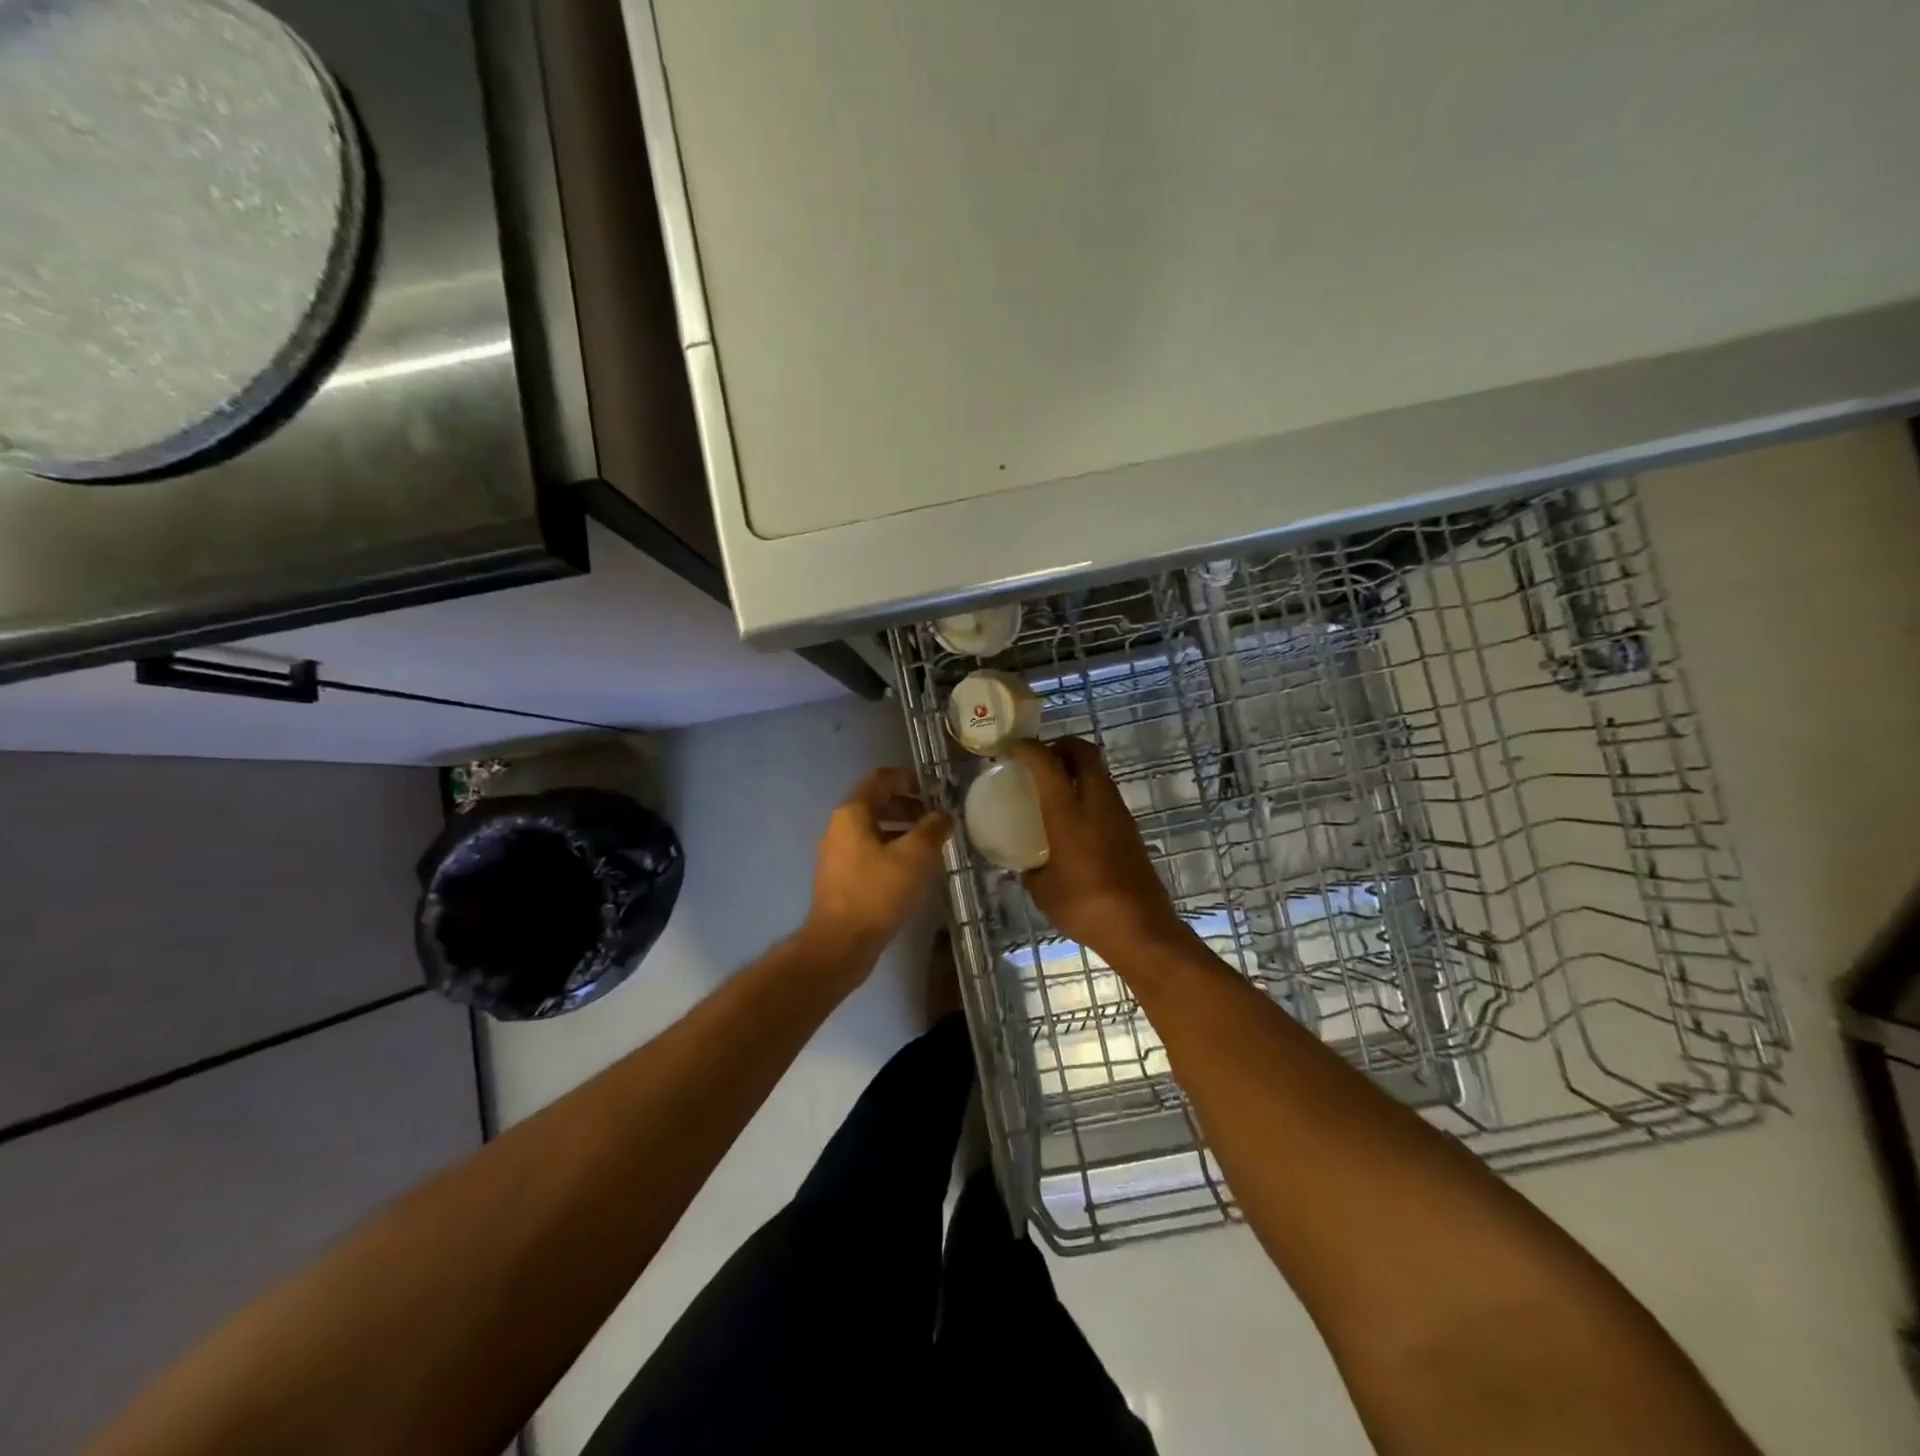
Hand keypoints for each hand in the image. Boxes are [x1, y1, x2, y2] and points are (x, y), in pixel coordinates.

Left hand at [804, 767, 952, 964]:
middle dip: (910, 808)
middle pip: (877, 804)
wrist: (841, 944)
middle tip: (938, 821)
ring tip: (932, 846)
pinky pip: (870, 853)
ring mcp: (838, 855)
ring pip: (875, 831)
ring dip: (903, 832)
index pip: (881, 779)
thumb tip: (943, 816)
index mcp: (852, 813)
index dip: (909, 779)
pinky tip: (914, 871)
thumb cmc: (877, 892)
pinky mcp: (842, 879)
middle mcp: (839, 828)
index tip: (936, 792)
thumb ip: (932, 829)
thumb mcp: (914, 856)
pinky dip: (893, 852)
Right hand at [1008, 738, 1191, 963]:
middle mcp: (1097, 803)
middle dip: (1061, 746)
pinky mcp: (1132, 830)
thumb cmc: (1084, 907)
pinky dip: (1089, 791)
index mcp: (1069, 813)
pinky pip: (1107, 795)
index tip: (1013, 748)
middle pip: (1085, 752)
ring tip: (1055, 786)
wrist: (1140, 929)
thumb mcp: (1043, 891)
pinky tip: (1075, 818)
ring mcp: (1119, 815)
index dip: (1029, 748)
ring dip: (1078, 768)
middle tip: (1041, 758)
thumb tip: (1024, 865)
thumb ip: (1030, 870)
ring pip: (1100, 772)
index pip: (1048, 763)